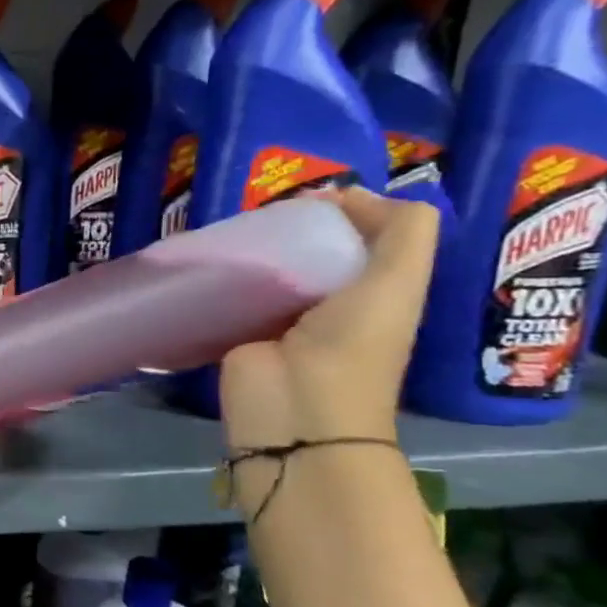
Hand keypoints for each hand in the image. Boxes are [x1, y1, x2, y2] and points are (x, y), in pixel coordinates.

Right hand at [220, 187, 438, 454]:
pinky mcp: (236, 330)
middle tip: (259, 211)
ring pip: (266, 268)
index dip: (342, 210)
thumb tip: (347, 194)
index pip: (360, 236)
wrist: (293, 413)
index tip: (308, 198)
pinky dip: (218, 274)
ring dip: (249, 248)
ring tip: (228, 229)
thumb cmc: (351, 348)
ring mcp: (277, 317)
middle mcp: (328, 300)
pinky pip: (228, 292)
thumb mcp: (397, 282)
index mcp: (374, 288)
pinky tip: (205, 258)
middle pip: (308, 249)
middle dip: (287, 226)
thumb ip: (401, 231)